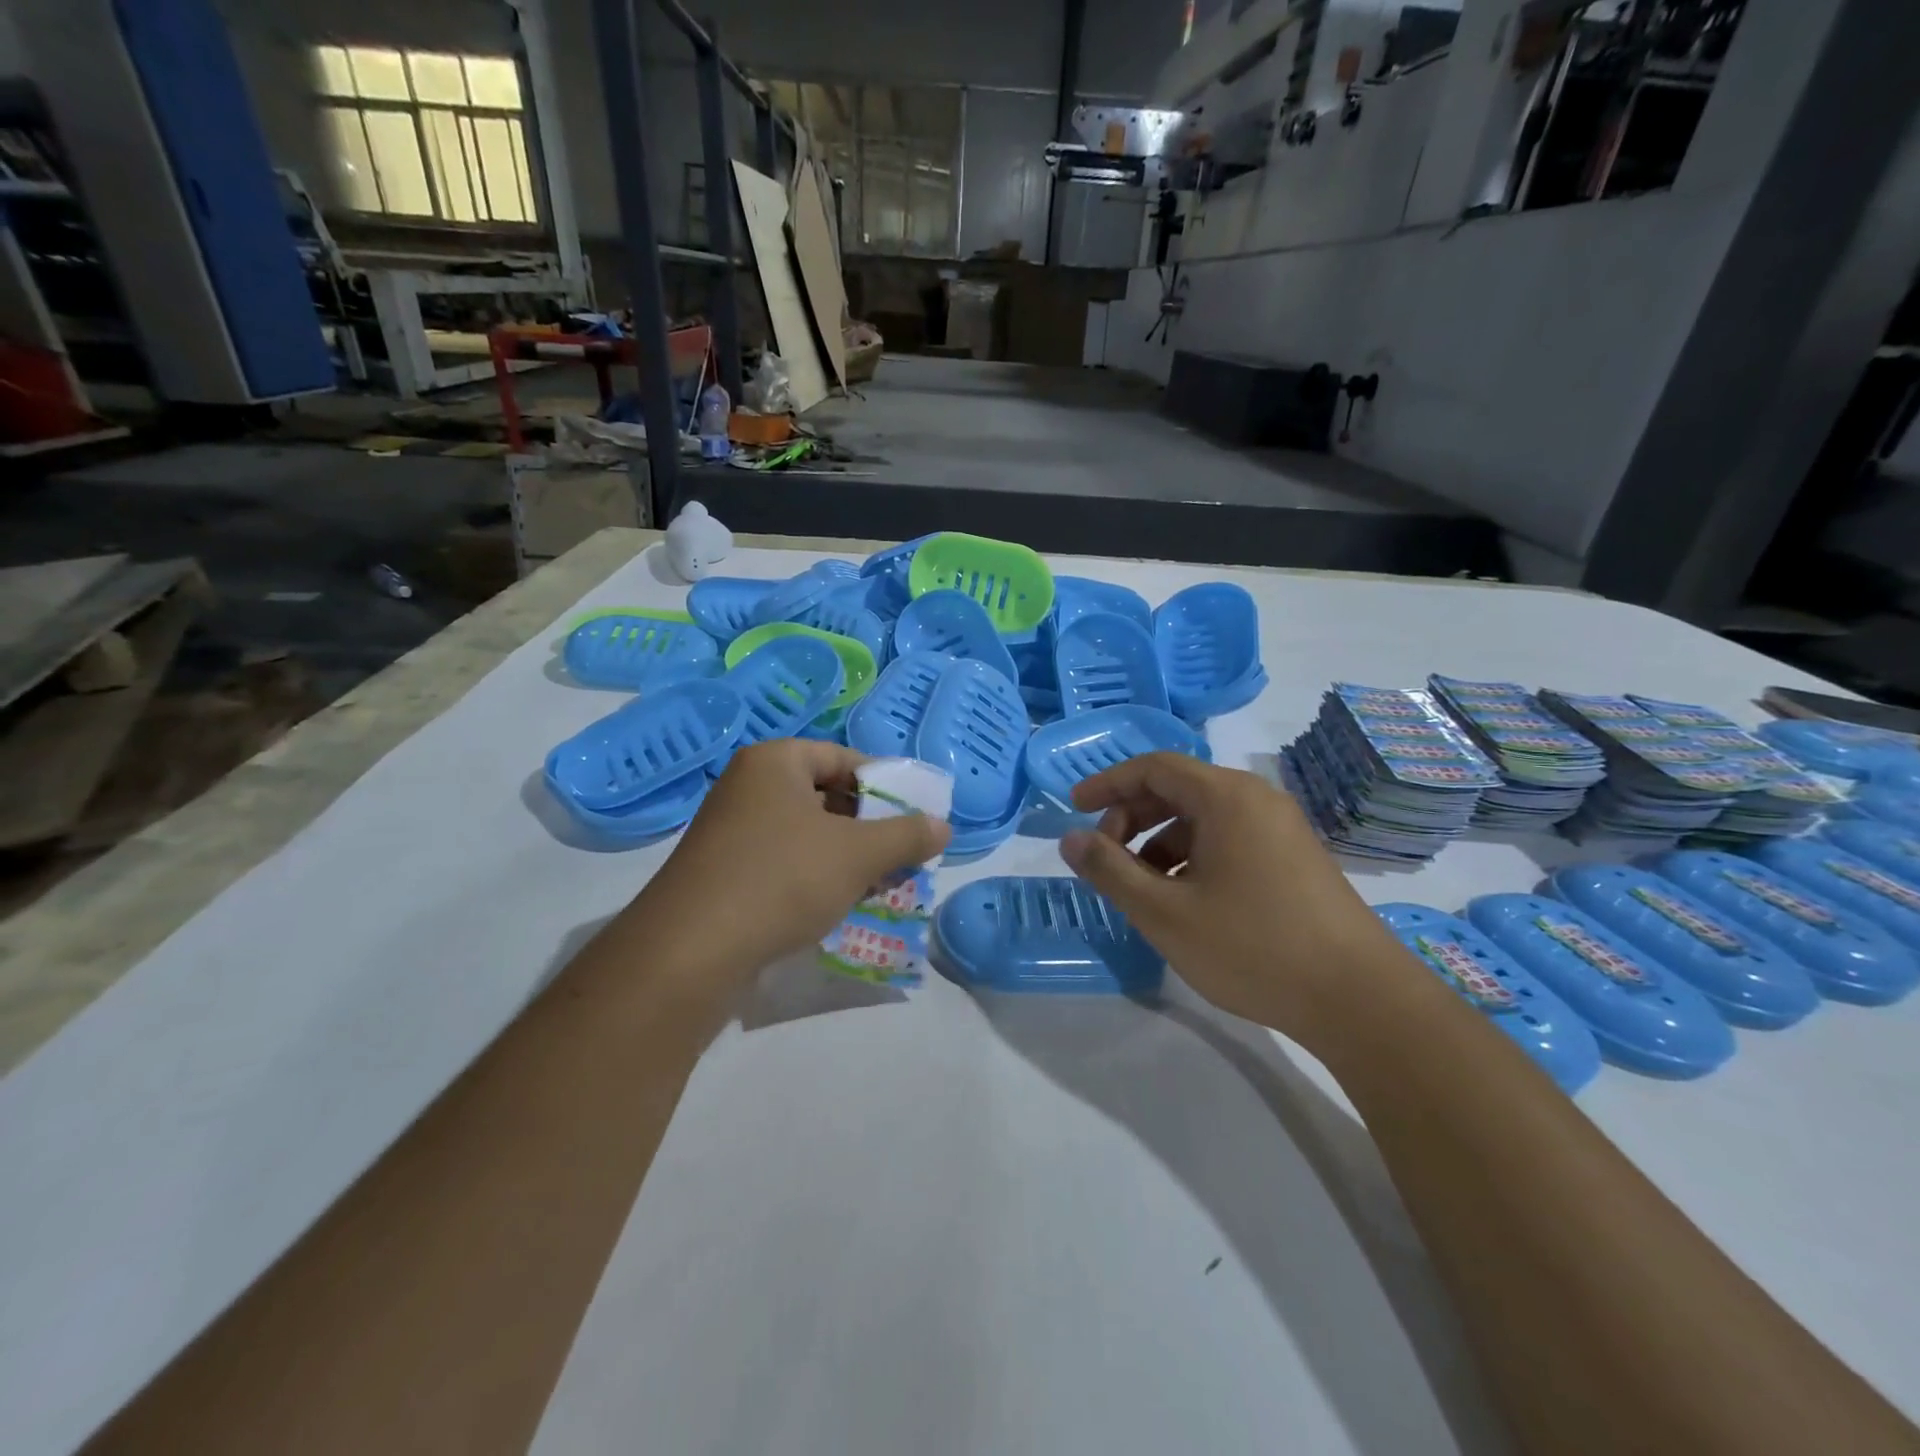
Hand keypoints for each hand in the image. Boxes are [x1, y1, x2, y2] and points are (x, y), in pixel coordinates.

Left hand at [633, 739, 949, 985]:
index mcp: (775, 762)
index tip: (915, 815)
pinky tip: (838, 904)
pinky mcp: (724, 871)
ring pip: (807, 833)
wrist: (690, 952)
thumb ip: (907, 836)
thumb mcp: (858, 854)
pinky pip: (783, 861)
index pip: (844, 757)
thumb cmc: (782, 879)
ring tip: (880, 882)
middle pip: (826, 795)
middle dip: (869, 826)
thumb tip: (943, 826)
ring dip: (846, 855)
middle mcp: (748, 786)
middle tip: (902, 853)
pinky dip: (815, 876)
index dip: (885, 784)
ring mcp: (731, 830)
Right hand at [1060, 753, 1416, 1049]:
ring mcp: (1281, 829)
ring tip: (1141, 889)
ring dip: (1160, 843)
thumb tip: (1070, 840)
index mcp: (1226, 797)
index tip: (1074, 808)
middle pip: (1177, 789)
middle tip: (1105, 857)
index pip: (1154, 767)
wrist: (1360, 1000)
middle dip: (1131, 817)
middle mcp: (1256, 800)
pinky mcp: (1294, 859)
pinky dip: (1192, 857)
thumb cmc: (1253, 947)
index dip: (1108, 783)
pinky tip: (1184, 901)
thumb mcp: (1165, 913)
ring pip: (1202, 819)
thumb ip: (1110, 871)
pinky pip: (1228, 840)